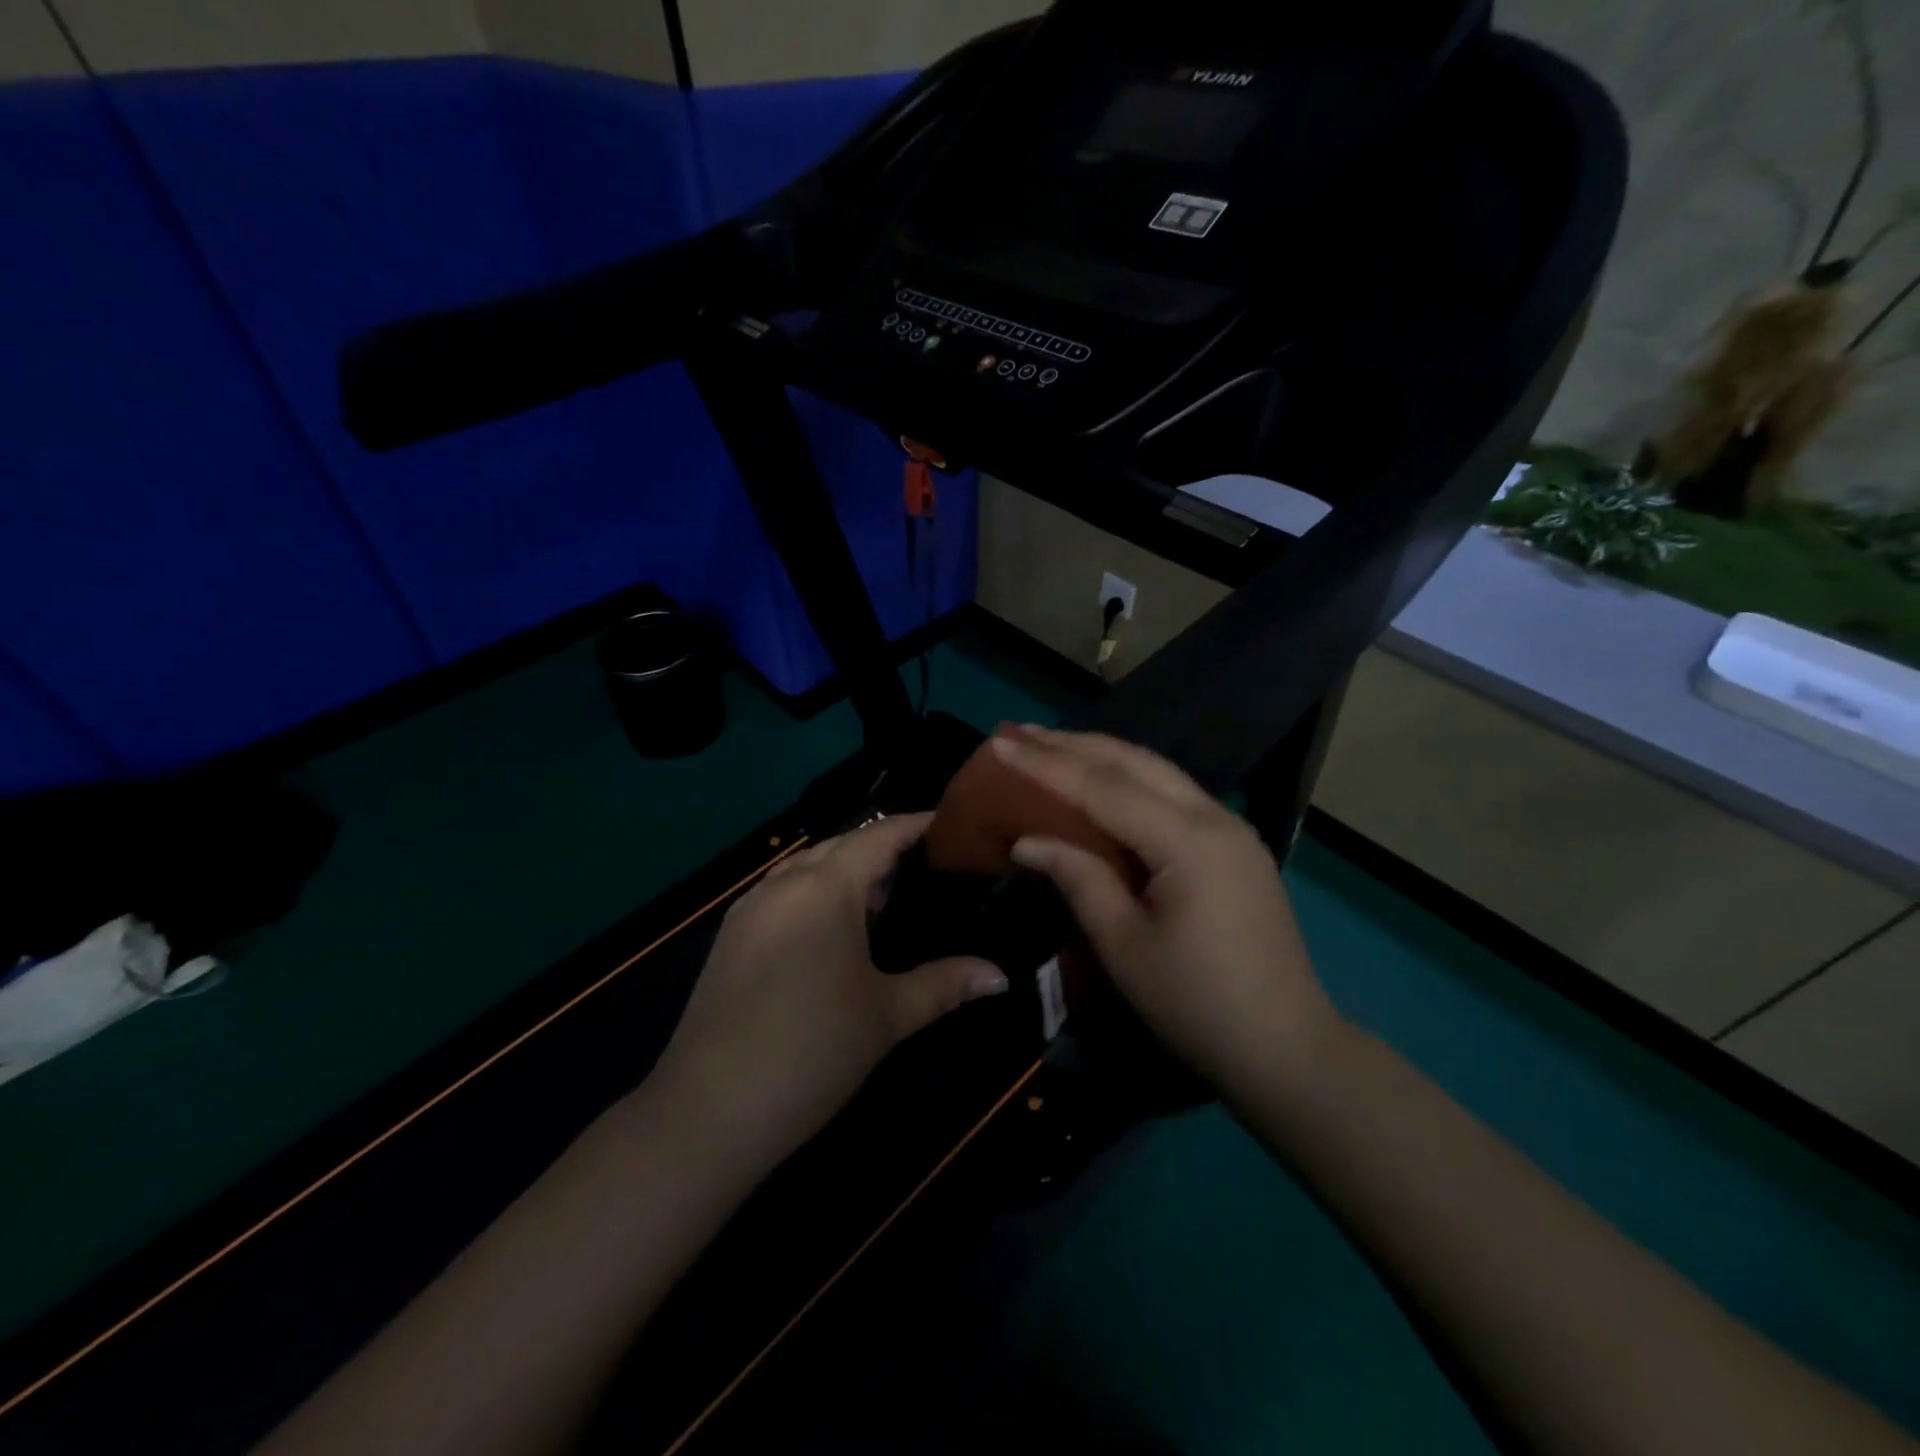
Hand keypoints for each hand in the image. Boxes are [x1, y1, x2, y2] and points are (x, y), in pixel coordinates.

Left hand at [648, 814, 1007, 1175]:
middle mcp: (783, 884)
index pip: (879, 836)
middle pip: (840, 844)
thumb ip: (945, 985)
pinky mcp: (730, 937)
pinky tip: (833, 930)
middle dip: (881, 847)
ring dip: (844, 869)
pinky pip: (781, 892)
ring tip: (884, 898)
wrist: (709, 1110)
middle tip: (927, 868)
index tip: (950, 826)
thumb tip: (1000, 976)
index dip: (915, 825)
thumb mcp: (887, 1015)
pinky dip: (813, 892)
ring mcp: (749, 909)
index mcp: (824, 888)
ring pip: (805, 867)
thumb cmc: (812, 1050)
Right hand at [992, 727, 1344, 1100]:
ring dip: (1103, 755)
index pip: (1103, 788)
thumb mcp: (1125, 947)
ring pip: (1158, 772)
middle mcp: (1214, 818)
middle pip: (1135, 764)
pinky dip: (1131, 779)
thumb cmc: (1197, 1005)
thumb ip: (1079, 880)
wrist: (1287, 1049)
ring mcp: (1231, 829)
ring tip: (1053, 745)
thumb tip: (1028, 841)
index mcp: (1188, 841)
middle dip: (1074, 745)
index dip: (1046, 764)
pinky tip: (1105, 781)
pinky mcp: (1235, 846)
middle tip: (1020, 732)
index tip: (1000, 741)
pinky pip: (1174, 794)